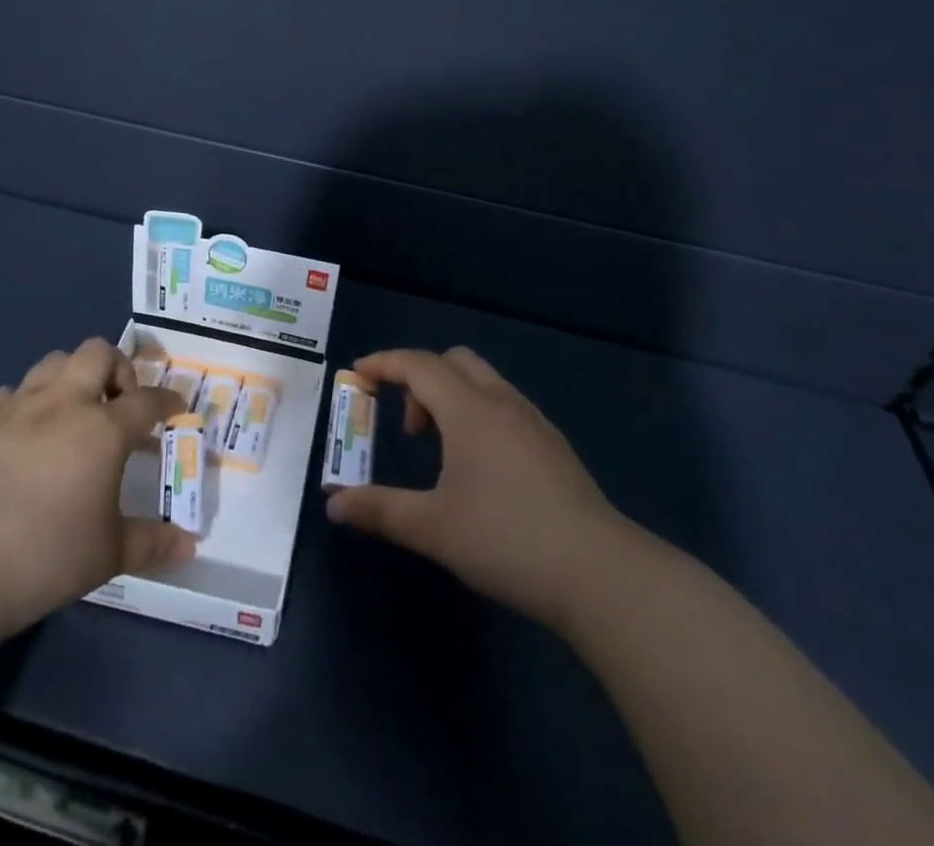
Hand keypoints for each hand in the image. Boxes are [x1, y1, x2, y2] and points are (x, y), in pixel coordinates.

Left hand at [0, 338, 194, 639]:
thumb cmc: (46, 557)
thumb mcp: (109, 555)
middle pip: (98, 353)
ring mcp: (19, 407)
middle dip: (117, 369)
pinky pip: (10, 392)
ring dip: (72, 377)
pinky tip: (24, 432)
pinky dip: (26, 403)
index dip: (168, 401)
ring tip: (73, 412)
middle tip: (118, 405)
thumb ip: (152, 543)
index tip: (176, 409)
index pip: (148, 400)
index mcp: (104, 429)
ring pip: (54, 361)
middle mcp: (65, 404)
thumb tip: (188, 546)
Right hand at [325, 347, 629, 629]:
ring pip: (483, 382)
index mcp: (468, 409)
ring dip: (451, 397)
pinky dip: (478, 414)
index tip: (357, 373)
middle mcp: (501, 402)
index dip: (383, 363)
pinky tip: (480, 468)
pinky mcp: (554, 445)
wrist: (599, 573)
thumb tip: (334, 504)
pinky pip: (504, 405)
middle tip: (408, 427)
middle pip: (453, 361)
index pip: (417, 365)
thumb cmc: (506, 540)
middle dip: (420, 379)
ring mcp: (533, 421)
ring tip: (441, 451)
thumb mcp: (433, 528)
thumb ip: (380, 510)